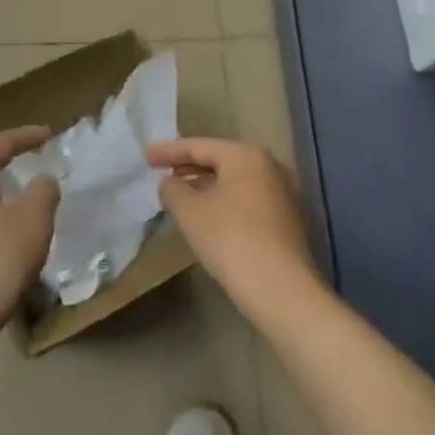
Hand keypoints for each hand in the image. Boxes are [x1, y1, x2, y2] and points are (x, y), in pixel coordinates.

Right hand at [147, 138, 319, 323]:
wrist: (280, 288)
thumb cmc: (230, 239)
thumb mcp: (190, 212)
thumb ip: (173, 189)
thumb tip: (171, 182)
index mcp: (245, 155)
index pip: (200, 146)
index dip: (170, 151)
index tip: (147, 156)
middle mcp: (269, 165)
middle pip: (221, 160)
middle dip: (189, 166)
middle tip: (162, 171)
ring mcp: (283, 191)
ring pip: (235, 180)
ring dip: (207, 184)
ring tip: (181, 192)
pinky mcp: (287, 217)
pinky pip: (247, 198)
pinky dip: (225, 199)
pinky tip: (208, 214)